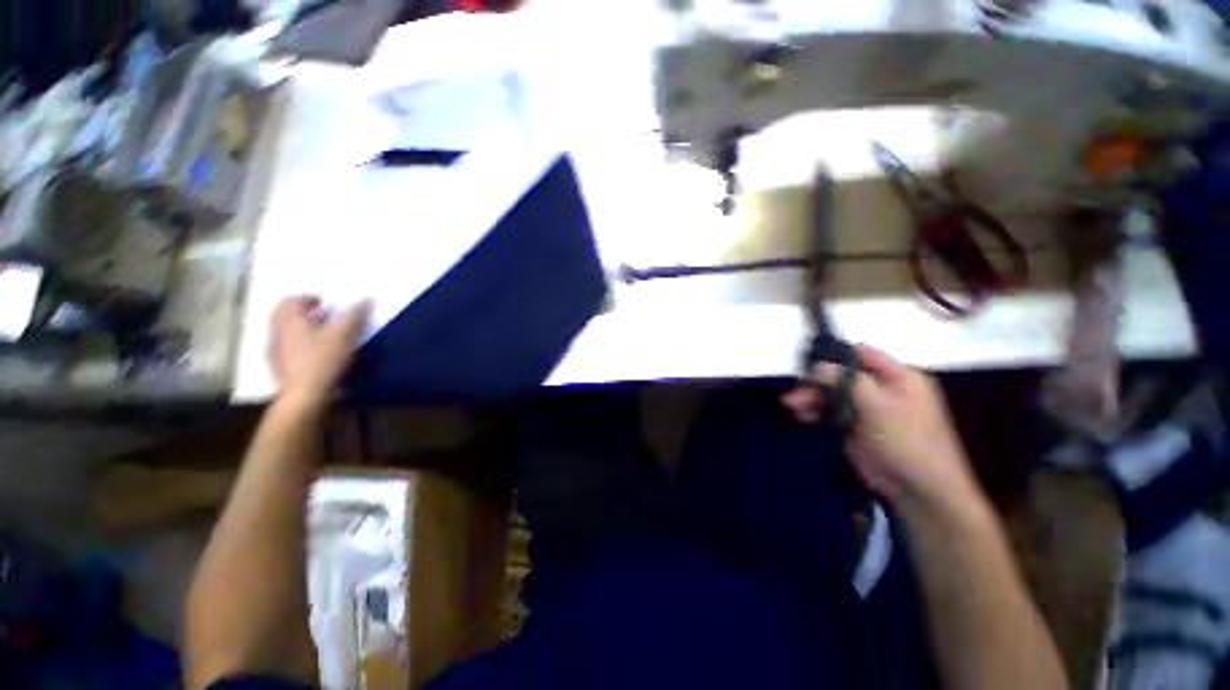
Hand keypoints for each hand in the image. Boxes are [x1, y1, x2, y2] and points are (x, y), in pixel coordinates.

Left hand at [268, 296, 370, 407]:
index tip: (325, 303)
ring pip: (284, 332)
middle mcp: (277, 332)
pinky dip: (298, 344)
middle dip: (302, 312)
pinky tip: (314, 354)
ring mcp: (274, 351)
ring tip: (322, 335)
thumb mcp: (345, 335)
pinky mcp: (278, 368)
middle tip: (323, 316)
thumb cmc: (323, 361)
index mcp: (289, 321)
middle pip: (284, 315)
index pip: (291, 300)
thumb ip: (355, 315)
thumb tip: (366, 298)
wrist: (304, 396)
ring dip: (300, 329)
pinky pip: (285, 348)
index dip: (308, 298)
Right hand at [783, 345, 978, 510]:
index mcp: (898, 376)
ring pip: (833, 394)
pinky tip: (802, 415)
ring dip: (812, 397)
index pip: (861, 354)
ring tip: (791, 405)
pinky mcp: (856, 425)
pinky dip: (816, 411)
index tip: (806, 360)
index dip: (833, 354)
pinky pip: (832, 411)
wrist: (919, 489)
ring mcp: (868, 407)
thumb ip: (848, 382)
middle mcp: (882, 388)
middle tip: (795, 391)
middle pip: (841, 375)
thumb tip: (817, 365)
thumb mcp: (880, 406)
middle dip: (816, 382)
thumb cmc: (907, 441)